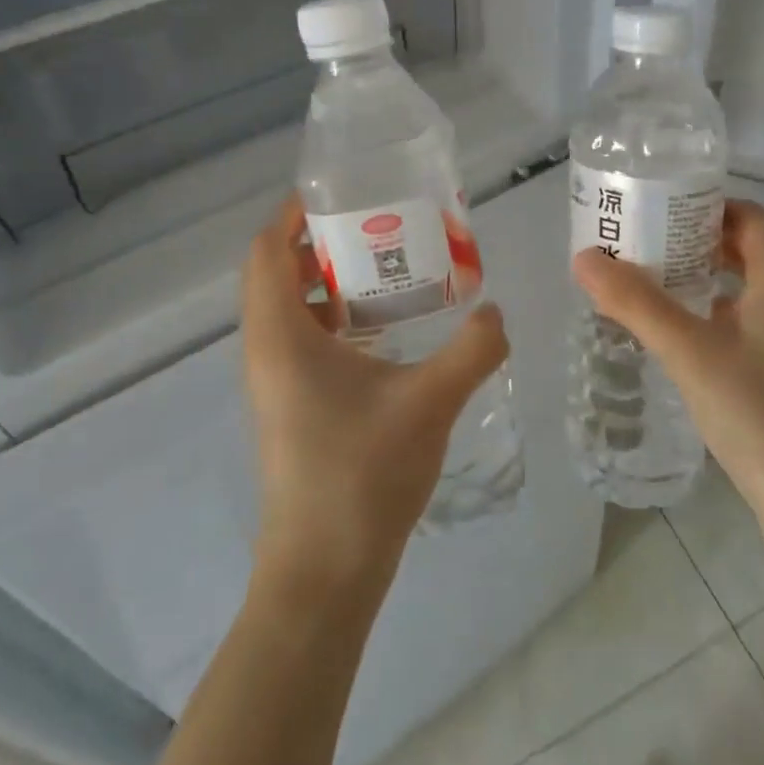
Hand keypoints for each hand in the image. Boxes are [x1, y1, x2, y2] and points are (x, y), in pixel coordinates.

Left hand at [241, 195, 508, 590]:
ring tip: (387, 268)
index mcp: (281, 337)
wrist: (324, 572)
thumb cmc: (363, 476)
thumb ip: (472, 349)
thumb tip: (497, 312)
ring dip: (328, 282)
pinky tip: (384, 331)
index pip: (266, 251)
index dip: (293, 213)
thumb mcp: (429, 402)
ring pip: (289, 310)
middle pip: (276, 274)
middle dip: (321, 242)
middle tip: (378, 225)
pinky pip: (301, 341)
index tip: (340, 192)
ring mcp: (275, 383)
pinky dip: (333, 319)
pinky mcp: (291, 407)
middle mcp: (267, 352)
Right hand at [574, 200, 763, 544]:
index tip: (652, 207)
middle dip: (690, 239)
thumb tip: (584, 257)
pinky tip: (670, 333)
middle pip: (742, 247)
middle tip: (636, 242)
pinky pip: (741, 322)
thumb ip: (637, 303)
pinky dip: (706, 314)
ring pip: (741, 287)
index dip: (702, 204)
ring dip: (696, 277)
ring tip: (642, 280)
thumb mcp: (692, 353)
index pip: (746, 215)